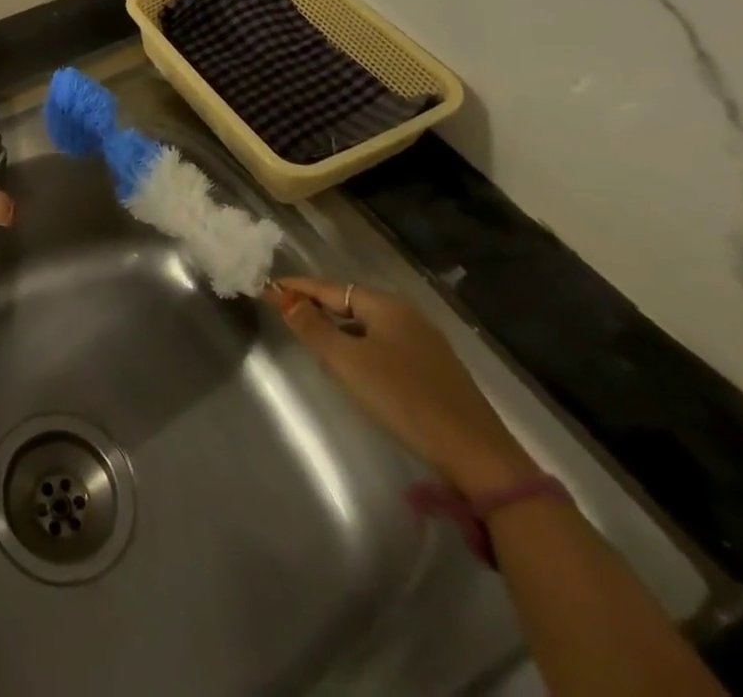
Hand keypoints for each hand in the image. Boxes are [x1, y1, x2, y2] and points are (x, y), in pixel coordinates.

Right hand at [266, 276, 537, 499]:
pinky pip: (384, 344)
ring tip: (313, 339)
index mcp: (386, 305)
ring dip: (338, 328)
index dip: (296, 288)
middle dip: (317, 306)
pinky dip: (360, 346)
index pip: (329, 287)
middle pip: (350, 303)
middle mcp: (407, 314)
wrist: (477, 455)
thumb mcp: (347, 363)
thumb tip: (286, 300)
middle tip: (285, 313)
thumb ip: (313, 328)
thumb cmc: (403, 399)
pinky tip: (354, 366)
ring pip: (368, 325)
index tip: (266, 287)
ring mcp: (425, 342)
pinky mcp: (435, 369)